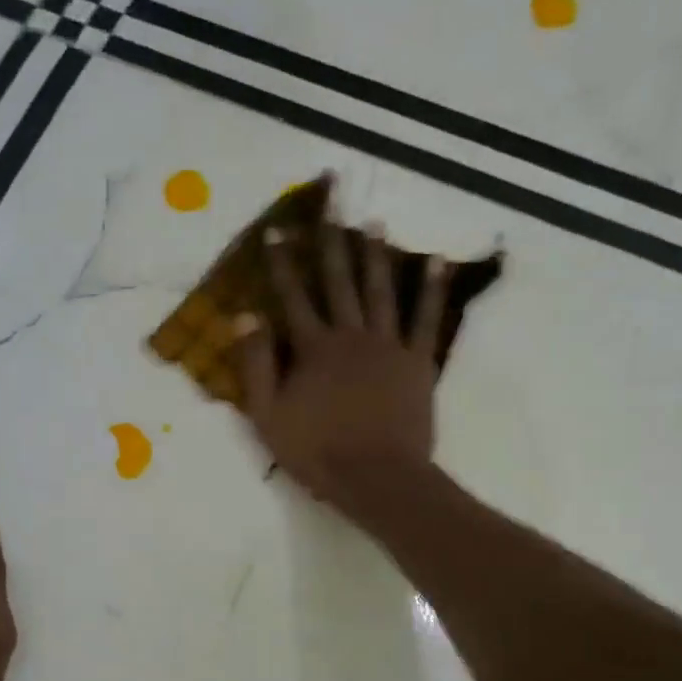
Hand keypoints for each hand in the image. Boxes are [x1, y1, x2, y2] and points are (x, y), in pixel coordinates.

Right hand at [236, 221, 451, 514]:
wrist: (376, 477)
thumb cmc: (317, 452)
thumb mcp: (268, 416)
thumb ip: (256, 365)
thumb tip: (243, 316)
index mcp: (313, 349)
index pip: (292, 298)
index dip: (281, 265)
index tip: (275, 232)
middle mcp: (351, 336)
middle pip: (339, 282)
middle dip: (331, 242)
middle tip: (333, 203)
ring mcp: (389, 346)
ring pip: (381, 291)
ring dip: (377, 255)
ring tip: (374, 223)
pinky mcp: (418, 363)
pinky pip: (428, 320)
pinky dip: (433, 290)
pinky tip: (437, 262)